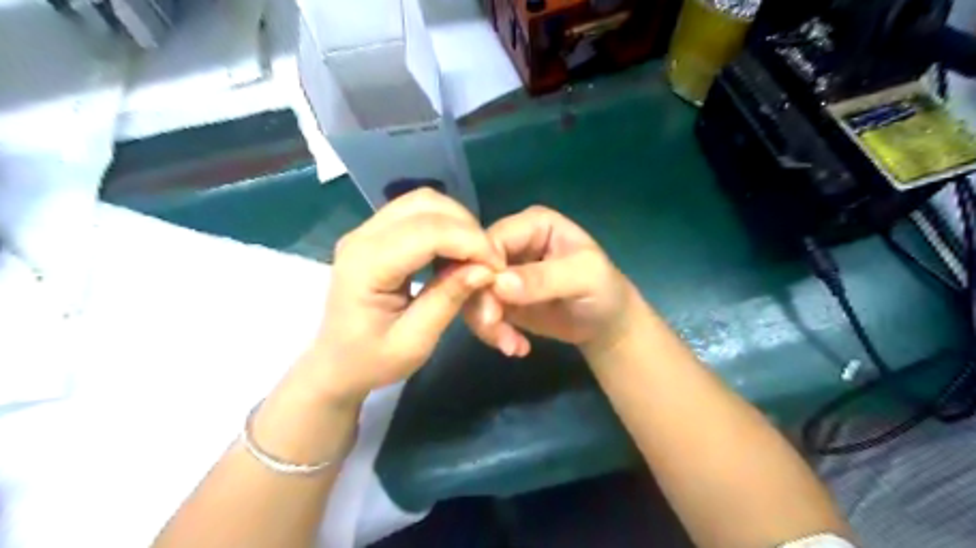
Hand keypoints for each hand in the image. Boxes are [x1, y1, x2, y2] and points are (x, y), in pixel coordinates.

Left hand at [297, 190, 503, 404]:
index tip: (498, 268)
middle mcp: (362, 236)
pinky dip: (445, 225)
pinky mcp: (375, 233)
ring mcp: (366, 230)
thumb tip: (485, 269)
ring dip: (458, 222)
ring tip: (475, 256)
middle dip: (467, 227)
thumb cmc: (371, 361)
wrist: (335, 364)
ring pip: (423, 201)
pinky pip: (417, 213)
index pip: (427, 232)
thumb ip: (447, 300)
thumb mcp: (414, 342)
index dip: (470, 243)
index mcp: (366, 265)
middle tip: (489, 261)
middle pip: (425, 203)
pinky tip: (456, 252)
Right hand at [466, 208, 640, 356]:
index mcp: (532, 224)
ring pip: (472, 292)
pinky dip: (492, 333)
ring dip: (486, 323)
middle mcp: (511, 243)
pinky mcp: (498, 297)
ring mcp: (502, 271)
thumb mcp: (584, 278)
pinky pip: (479, 311)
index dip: (483, 270)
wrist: (606, 324)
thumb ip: (544, 278)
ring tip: (512, 345)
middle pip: (473, 267)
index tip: (493, 305)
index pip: (490, 240)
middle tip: (499, 333)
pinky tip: (516, 346)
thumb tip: (499, 283)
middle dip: (482, 303)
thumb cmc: (603, 291)